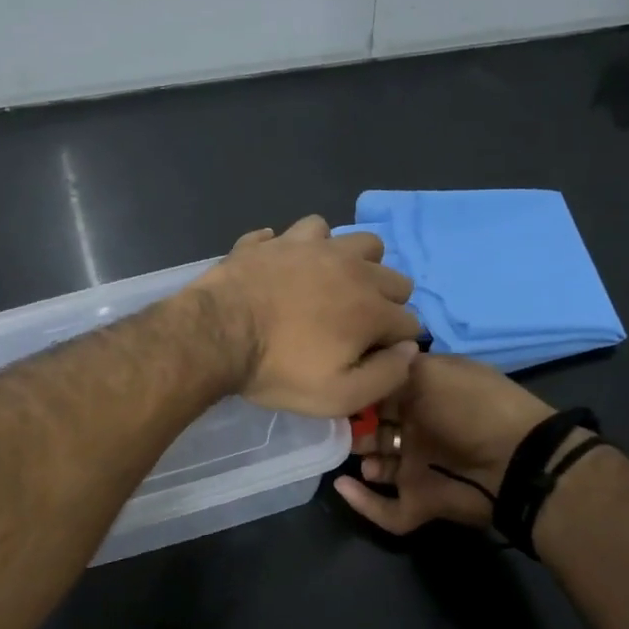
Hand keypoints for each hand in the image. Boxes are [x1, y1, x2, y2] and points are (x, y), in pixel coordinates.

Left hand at [188, 216, 421, 417]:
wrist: (217, 334)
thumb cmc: (279, 370)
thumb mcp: (339, 397)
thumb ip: (386, 376)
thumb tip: (410, 350)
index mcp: (372, 307)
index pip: (410, 322)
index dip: (396, 344)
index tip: (372, 357)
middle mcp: (353, 267)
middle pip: (394, 277)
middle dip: (386, 302)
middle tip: (355, 325)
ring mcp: (314, 246)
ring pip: (357, 240)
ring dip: (355, 263)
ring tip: (332, 285)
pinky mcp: (278, 239)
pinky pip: (304, 232)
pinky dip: (303, 248)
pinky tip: (290, 266)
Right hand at [335, 353, 560, 533]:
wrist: (515, 460)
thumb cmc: (470, 406)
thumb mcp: (432, 371)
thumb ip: (395, 369)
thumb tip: (369, 370)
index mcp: (427, 396)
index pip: (384, 393)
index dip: (361, 392)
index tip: (338, 389)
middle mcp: (421, 430)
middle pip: (377, 431)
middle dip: (356, 429)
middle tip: (337, 427)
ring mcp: (421, 468)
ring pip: (379, 468)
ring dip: (362, 462)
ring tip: (353, 455)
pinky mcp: (422, 501)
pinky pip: (387, 510)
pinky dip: (364, 503)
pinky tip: (344, 487)